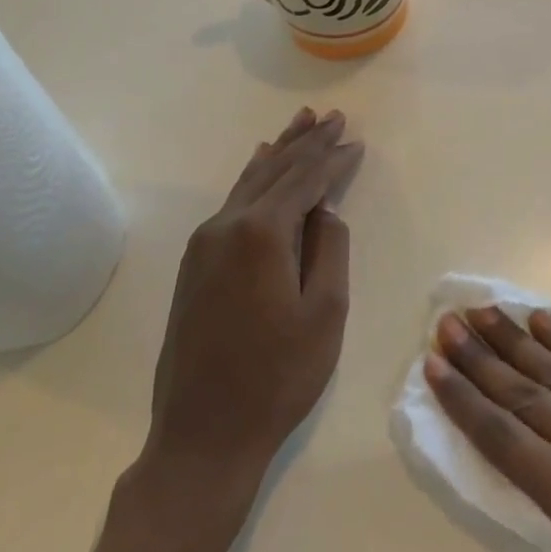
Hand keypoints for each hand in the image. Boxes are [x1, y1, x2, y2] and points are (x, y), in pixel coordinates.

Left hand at [137, 108, 364, 507]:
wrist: (202, 436)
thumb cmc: (277, 377)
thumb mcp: (326, 312)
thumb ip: (330, 248)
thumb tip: (323, 210)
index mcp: (261, 234)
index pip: (305, 179)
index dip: (333, 158)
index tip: (356, 139)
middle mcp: (226, 226)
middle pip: (274, 169)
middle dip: (307, 142)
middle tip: (333, 115)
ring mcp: (204, 244)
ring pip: (249, 181)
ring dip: (279, 151)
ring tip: (301, 123)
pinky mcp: (194, 264)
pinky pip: (232, 202)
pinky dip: (255, 177)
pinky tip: (260, 164)